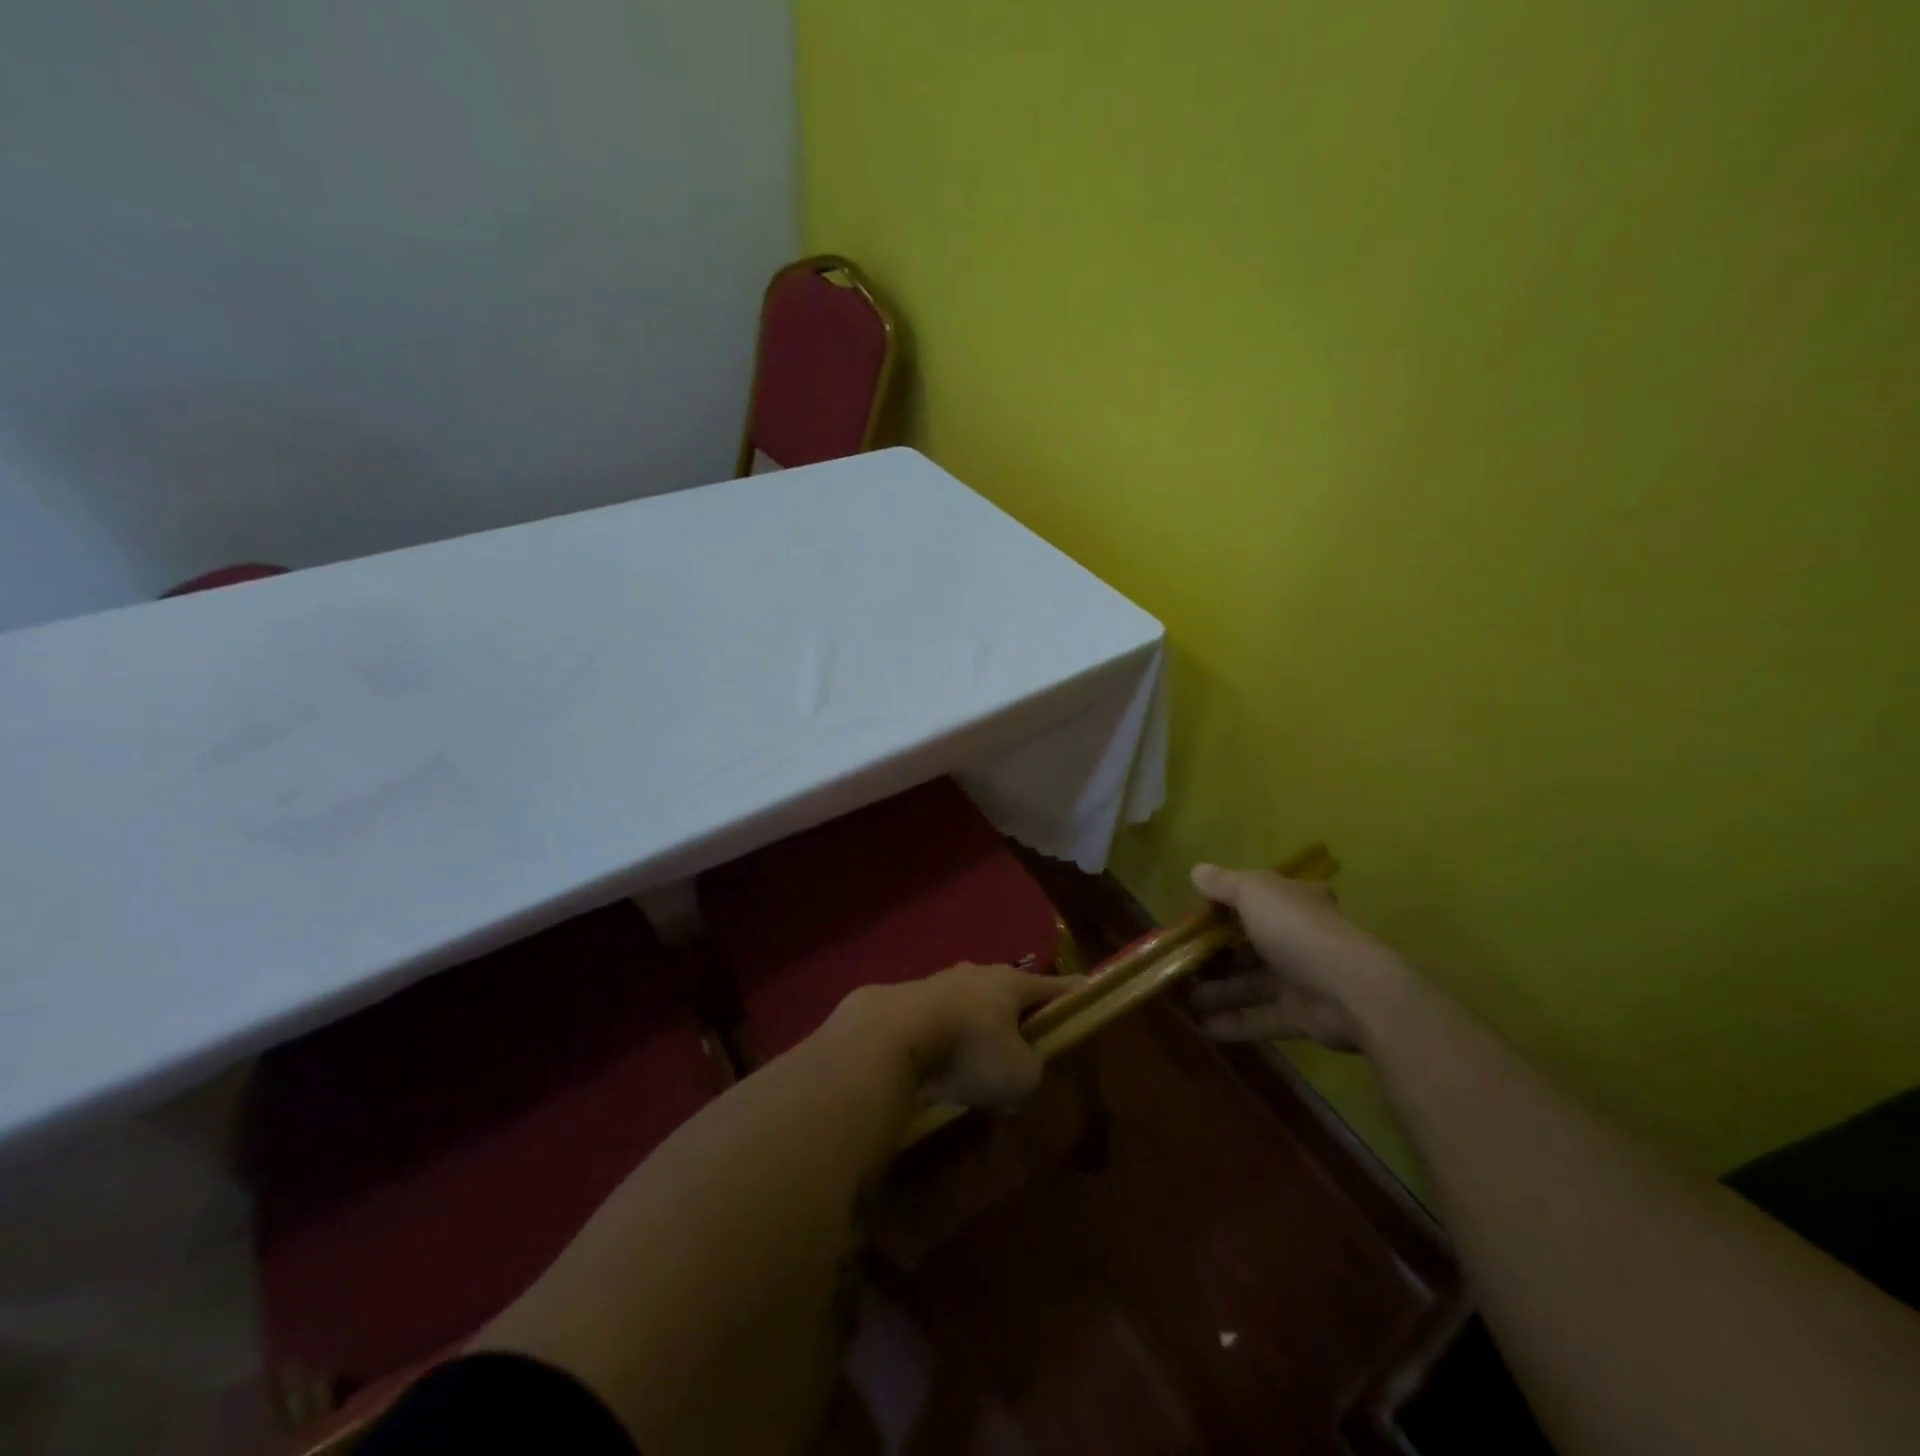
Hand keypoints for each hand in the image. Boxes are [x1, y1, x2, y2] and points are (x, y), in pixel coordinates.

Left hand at [840, 964, 1078, 1108]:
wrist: (891, 1035)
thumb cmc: (969, 1049)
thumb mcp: (1020, 1073)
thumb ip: (1031, 1069)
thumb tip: (1020, 1071)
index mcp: (1010, 983)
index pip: (1052, 985)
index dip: (1072, 994)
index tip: (1087, 992)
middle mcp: (976, 974)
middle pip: (1007, 992)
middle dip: (1017, 1013)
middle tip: (1026, 1039)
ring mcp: (937, 983)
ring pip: (969, 1005)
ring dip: (977, 1028)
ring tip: (978, 1059)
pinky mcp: (906, 1001)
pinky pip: (938, 1020)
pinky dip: (945, 1039)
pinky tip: (942, 1065)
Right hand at [1187, 863, 1406, 1049]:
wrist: (1352, 992)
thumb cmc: (1298, 931)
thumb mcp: (1254, 893)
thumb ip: (1223, 883)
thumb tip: (1196, 871)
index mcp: (1292, 902)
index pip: (1257, 898)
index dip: (1226, 906)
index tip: (1196, 917)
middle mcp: (1297, 937)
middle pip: (1248, 945)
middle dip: (1214, 955)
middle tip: (1179, 962)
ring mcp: (1300, 979)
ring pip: (1250, 983)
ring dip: (1217, 991)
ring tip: (1182, 998)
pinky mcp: (1301, 1016)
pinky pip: (1260, 1018)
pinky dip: (1233, 1022)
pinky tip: (1201, 1027)